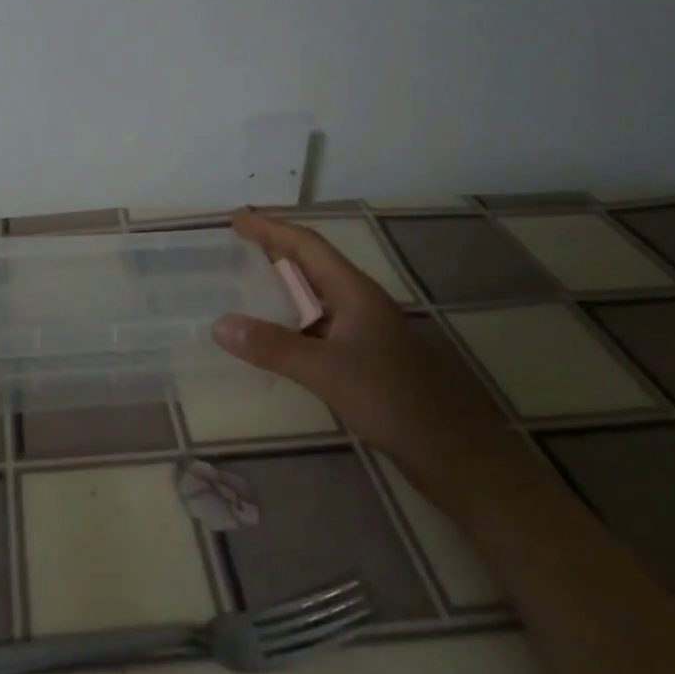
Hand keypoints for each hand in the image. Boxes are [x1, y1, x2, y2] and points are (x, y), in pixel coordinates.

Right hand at [215, 208, 513, 514]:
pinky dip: (292, 321)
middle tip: (237, 243)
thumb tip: (219, 324)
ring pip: (317, 297)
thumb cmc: (392, 399)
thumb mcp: (326, 371)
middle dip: (276, 250)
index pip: (308, 246)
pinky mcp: (366, 360)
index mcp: (355, 292)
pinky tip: (275, 337)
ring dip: (283, 286)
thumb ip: (273, 347)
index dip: (271, 229)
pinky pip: (320, 327)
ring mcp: (366, 333)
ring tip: (248, 282)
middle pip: (313, 265)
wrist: (455, 455)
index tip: (237, 218)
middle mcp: (361, 304)